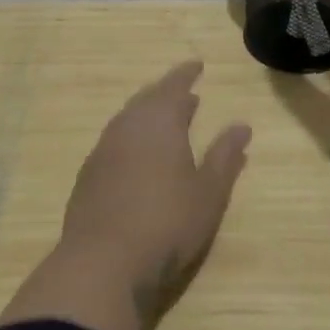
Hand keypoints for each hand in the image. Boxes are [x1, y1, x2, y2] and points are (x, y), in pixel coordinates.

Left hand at [60, 61, 250, 315]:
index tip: (198, 65)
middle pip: (148, 98)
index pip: (174, 85)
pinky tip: (137, 156)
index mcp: (159, 121)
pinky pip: (114, 141)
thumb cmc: (167, 224)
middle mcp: (128, 126)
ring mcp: (103, 150)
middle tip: (185, 94)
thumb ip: (224, 156)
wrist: (102, 264)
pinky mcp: (87, 175)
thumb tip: (242, 126)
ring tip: (164, 122)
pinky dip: (131, 137)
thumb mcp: (208, 193)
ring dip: (147, 114)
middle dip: (167, 92)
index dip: (187, 74)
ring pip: (128, 118)